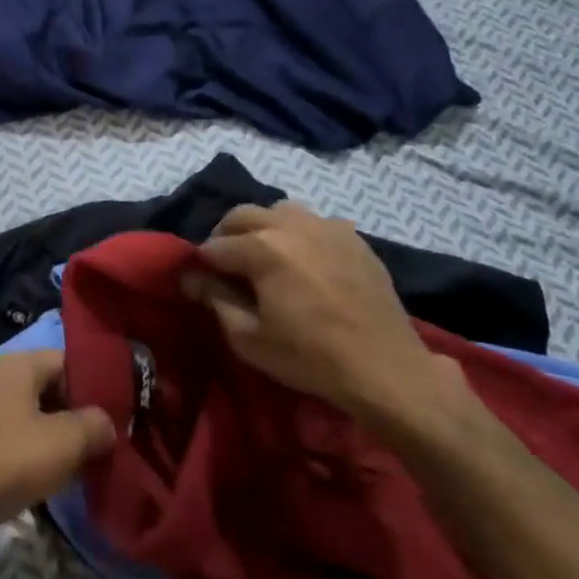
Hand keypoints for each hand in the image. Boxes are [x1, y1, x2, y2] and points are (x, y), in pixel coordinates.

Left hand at [0, 350, 115, 561]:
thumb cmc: (7, 461)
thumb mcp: (64, 442)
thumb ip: (94, 426)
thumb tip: (107, 424)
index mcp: (16, 365)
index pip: (67, 361)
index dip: (95, 385)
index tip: (120, 413)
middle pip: (50, 389)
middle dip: (78, 415)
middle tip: (107, 443)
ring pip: (33, 418)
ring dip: (58, 440)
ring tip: (86, 466)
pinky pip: (14, 441)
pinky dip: (35, 456)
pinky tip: (52, 482)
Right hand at [183, 203, 466, 442]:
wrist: (386, 368)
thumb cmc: (311, 357)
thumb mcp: (250, 338)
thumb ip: (215, 300)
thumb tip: (192, 277)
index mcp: (261, 247)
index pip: (214, 247)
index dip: (202, 265)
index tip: (202, 283)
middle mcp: (290, 224)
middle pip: (242, 215)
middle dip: (226, 236)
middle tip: (227, 266)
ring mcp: (325, 225)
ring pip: (278, 210)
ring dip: (262, 227)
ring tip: (266, 257)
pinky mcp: (352, 236)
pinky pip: (314, 222)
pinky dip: (298, 234)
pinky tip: (304, 262)